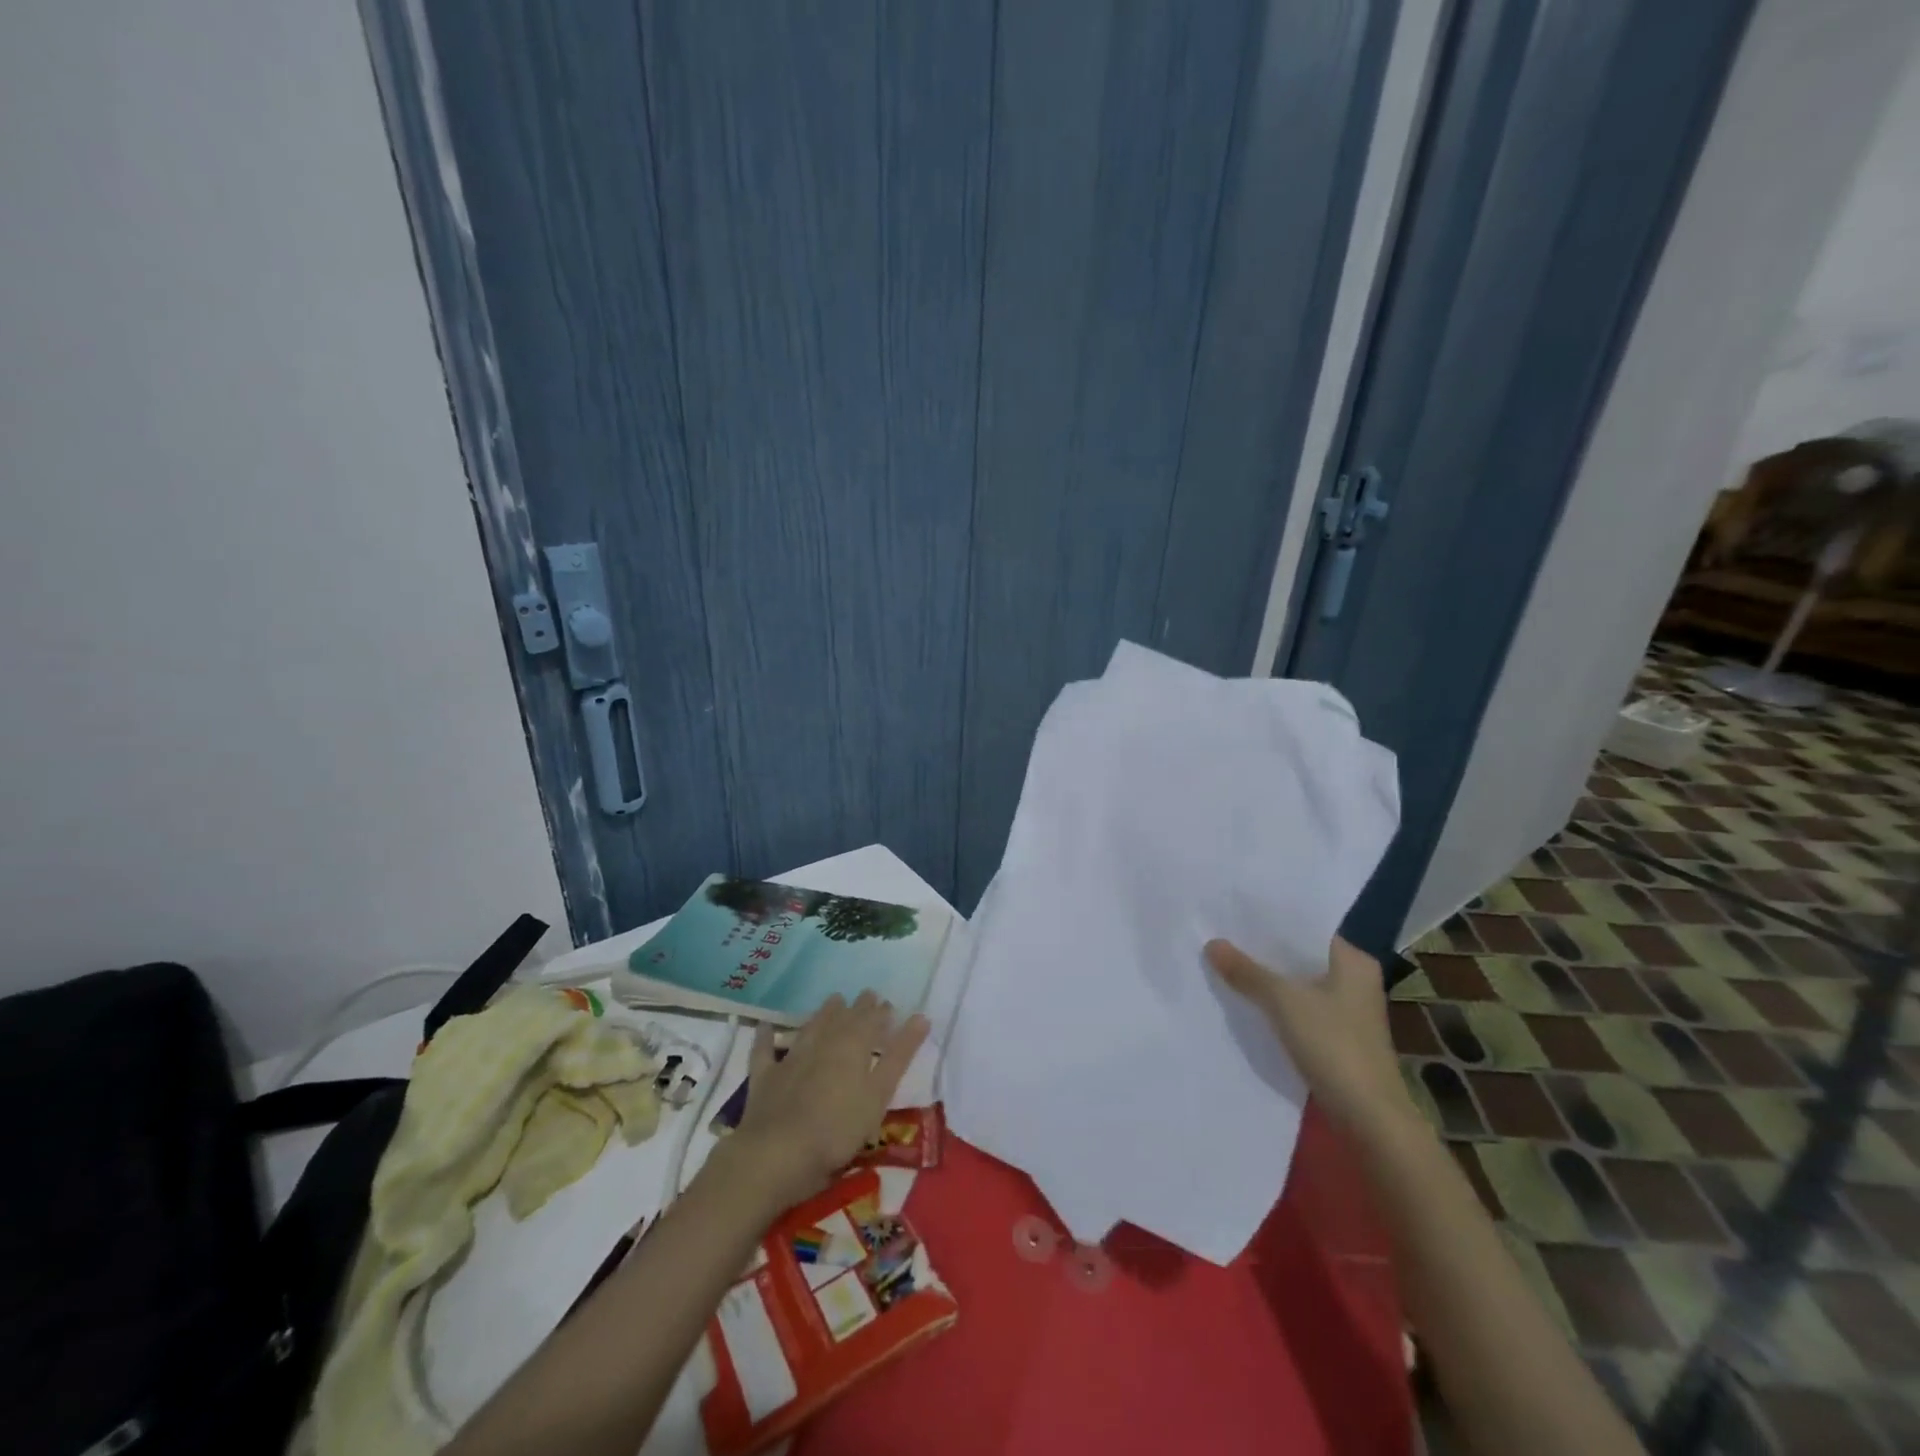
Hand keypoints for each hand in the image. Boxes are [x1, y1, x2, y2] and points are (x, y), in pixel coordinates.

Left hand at [727, 992, 929, 1211]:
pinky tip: (765, 1025)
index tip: (889, 1004)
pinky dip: (766, 1037)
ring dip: (823, 1012)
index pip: (871, 1021)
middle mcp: (823, 1043)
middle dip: (857, 1007)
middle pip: (843, 1019)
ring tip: (834, 999)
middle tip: (867, 995)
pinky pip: (764, 1050)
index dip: (881, 1012)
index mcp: (853, 1046)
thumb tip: (922, 1017)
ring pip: (811, 1027)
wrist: (778, 1152)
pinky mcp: (765, 1076)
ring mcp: (791, 1058)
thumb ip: (899, 1056)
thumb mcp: (878, 1095)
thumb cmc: (837, 1129)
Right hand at [1206, 936, 1414, 1135]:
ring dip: (1268, 977)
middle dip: (1263, 949)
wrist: (1370, 1118)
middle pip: (1300, 955)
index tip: (1233, 911)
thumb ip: (1246, 972)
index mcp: (1353, 960)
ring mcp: (1349, 1009)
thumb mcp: (1283, 1002)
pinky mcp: (1339, 1035)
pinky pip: (1301, 1006)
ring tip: (1225, 962)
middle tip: (1221, 934)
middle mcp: (1355, 978)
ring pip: (1299, 982)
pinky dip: (1277, 1002)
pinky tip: (1247, 1000)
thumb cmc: (1334, 1045)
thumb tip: (1211, 943)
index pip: (1306, 927)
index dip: (1270, 920)